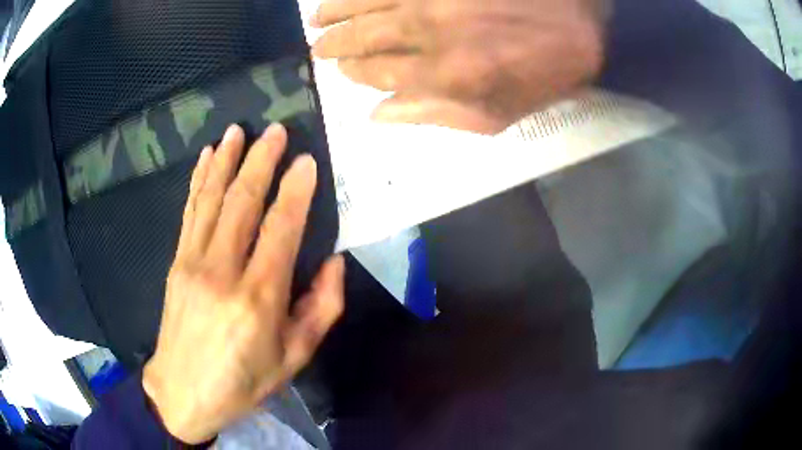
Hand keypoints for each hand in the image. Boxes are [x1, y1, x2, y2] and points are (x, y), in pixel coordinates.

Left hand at [142, 124, 344, 443]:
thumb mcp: (295, 359)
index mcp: (258, 299)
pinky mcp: (176, 263)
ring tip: (239, 130)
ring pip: (212, 200)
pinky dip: (199, 181)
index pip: (281, 230)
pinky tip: (206, 157)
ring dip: (226, 160)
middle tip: (277, 130)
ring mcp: (193, 263)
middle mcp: (222, 272)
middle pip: (242, 203)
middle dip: (261, 161)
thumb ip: (321, 308)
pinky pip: (190, 212)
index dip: (295, 192)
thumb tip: (333, 261)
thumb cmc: (243, 382)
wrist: (183, 393)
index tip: (307, 161)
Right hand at [311, 0, 606, 133]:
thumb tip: (377, 114)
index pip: (377, 72)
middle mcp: (428, 29)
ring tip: (317, 16)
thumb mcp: (498, 114)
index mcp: (442, 74)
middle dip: (335, 43)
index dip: (354, 72)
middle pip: (363, 36)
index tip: (342, 70)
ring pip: (366, 1)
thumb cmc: (545, 70)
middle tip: (319, 45)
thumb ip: (434, 115)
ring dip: (335, 10)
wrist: (581, 20)